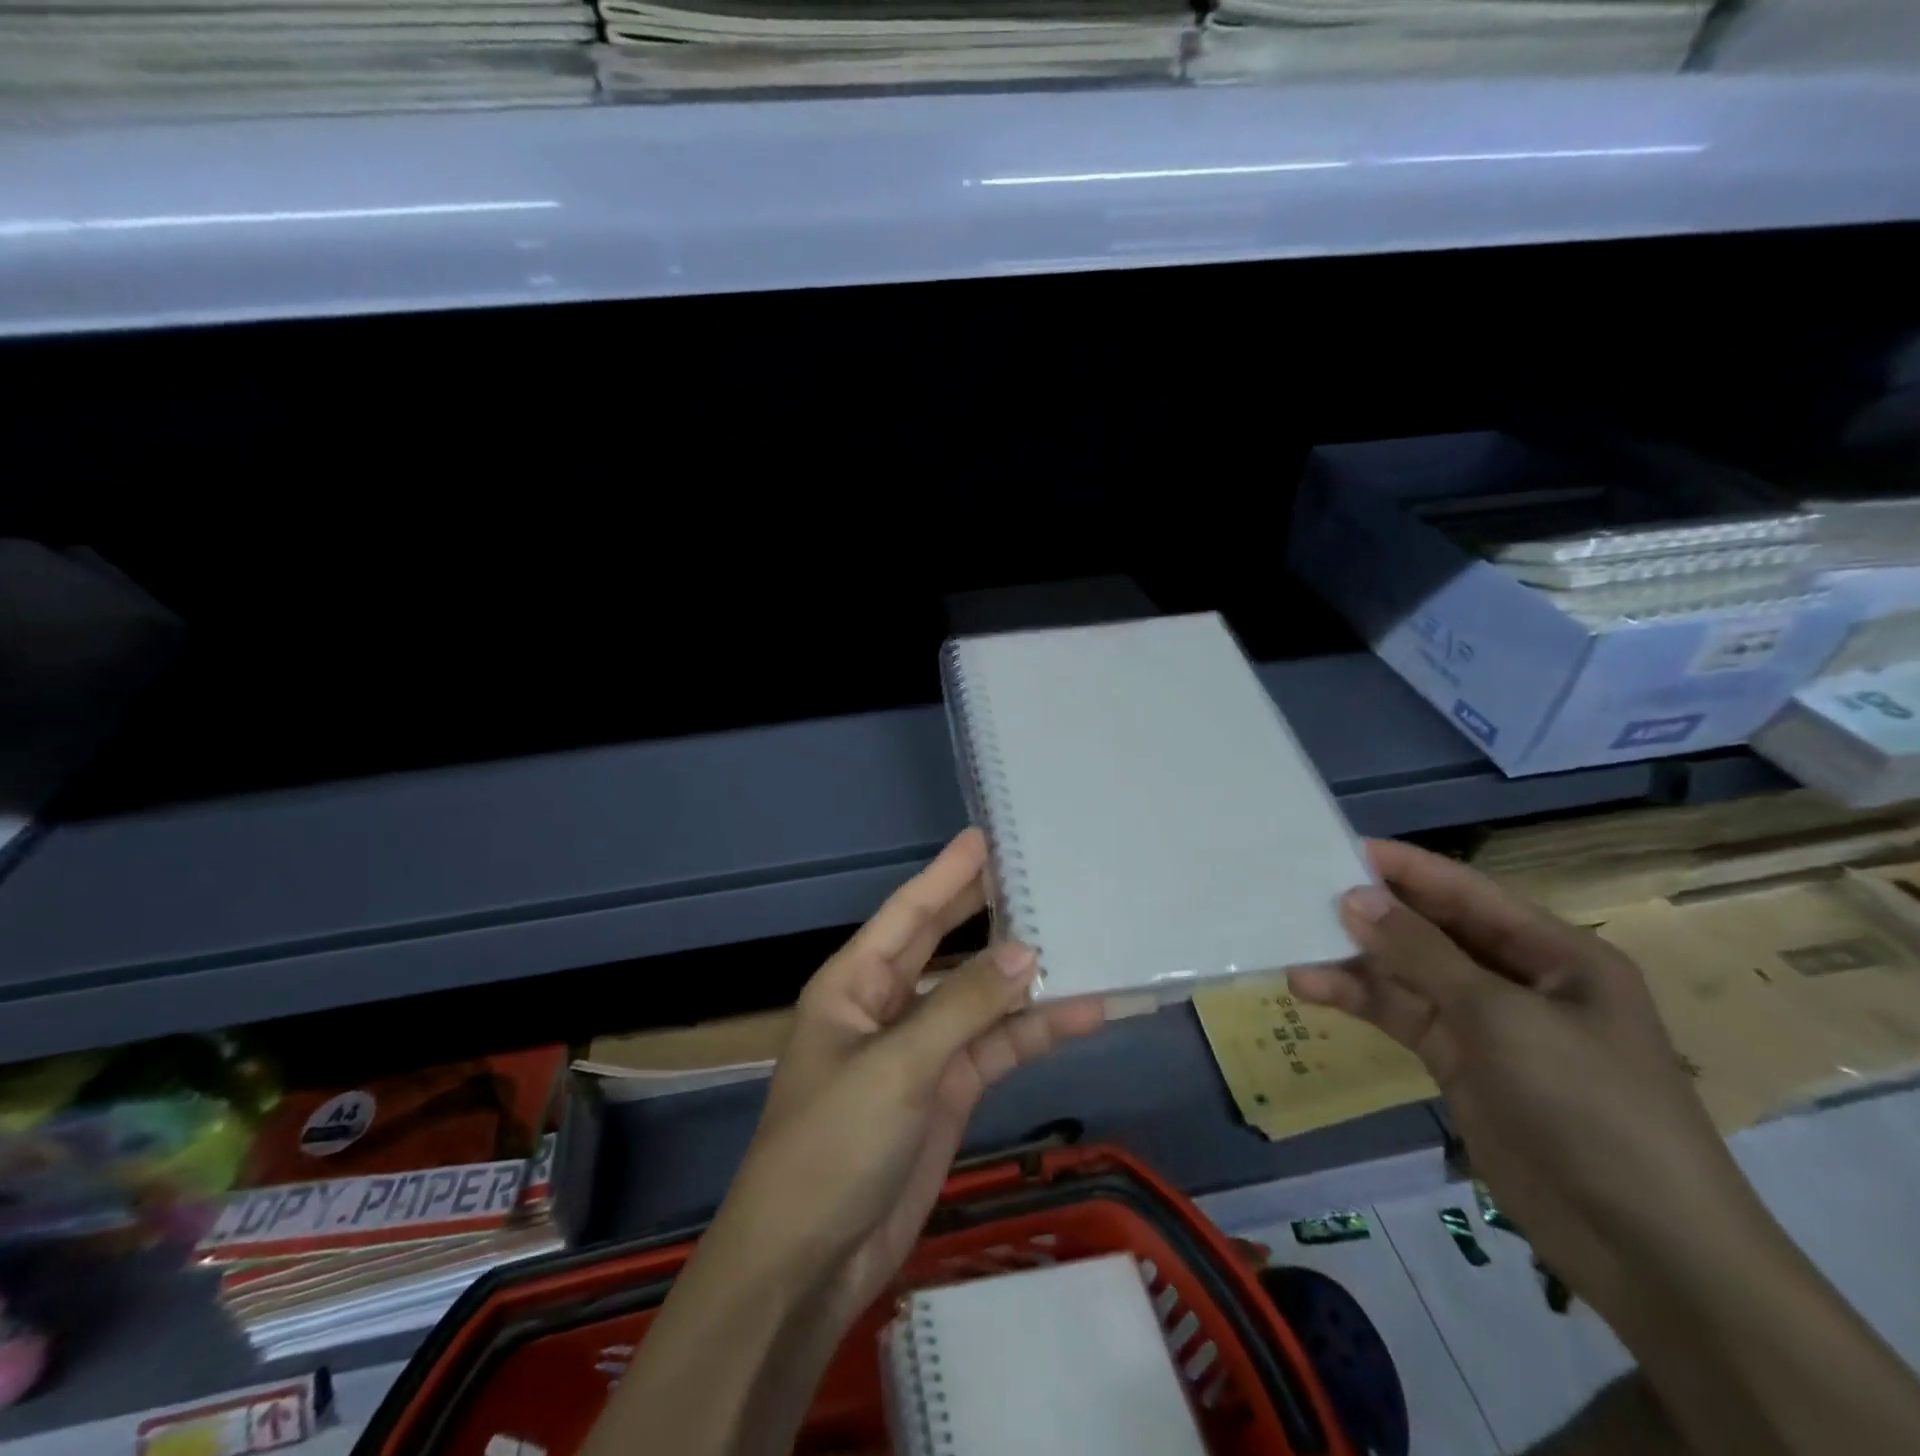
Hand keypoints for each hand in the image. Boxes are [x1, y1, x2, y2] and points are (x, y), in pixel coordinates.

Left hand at [586, 829, 1104, 1455]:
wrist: (811, 1263)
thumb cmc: (833, 1145)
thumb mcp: (897, 1067)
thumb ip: (963, 1006)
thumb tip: (1027, 952)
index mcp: (855, 983)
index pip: (909, 912)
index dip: (947, 873)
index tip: (987, 837)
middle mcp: (887, 1005)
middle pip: (945, 944)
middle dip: (987, 910)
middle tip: (1037, 871)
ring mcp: (921, 1049)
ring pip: (980, 998)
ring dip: (1025, 978)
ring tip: (1080, 938)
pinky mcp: (948, 1092)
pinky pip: (996, 1048)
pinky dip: (1034, 1032)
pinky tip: (1082, 1014)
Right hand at [1289, 839, 1766, 1323]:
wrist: (1644, 1248)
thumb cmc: (1590, 1106)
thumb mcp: (1502, 1018)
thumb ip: (1422, 953)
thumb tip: (1353, 896)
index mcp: (1555, 953)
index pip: (1466, 892)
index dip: (1404, 868)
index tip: (1337, 847)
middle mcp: (1519, 978)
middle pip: (1432, 930)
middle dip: (1372, 912)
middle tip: (1302, 893)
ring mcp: (1487, 1024)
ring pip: (1408, 974)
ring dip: (1355, 961)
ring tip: (1295, 946)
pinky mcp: (1459, 1063)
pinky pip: (1401, 1015)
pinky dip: (1359, 1001)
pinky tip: (1310, 989)